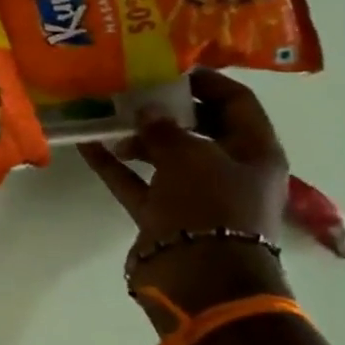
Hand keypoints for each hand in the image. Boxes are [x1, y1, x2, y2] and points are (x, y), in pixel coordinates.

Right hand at [80, 70, 290, 329]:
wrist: (199, 278)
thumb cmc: (210, 207)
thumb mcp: (190, 155)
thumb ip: (165, 128)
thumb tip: (148, 111)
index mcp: (255, 152)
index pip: (236, 102)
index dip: (206, 81)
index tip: (168, 67)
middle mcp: (229, 171)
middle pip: (199, 129)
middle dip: (167, 109)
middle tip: (133, 91)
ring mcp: (195, 195)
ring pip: (165, 156)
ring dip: (138, 137)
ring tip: (107, 117)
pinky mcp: (164, 216)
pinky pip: (137, 182)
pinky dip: (115, 166)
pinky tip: (88, 145)